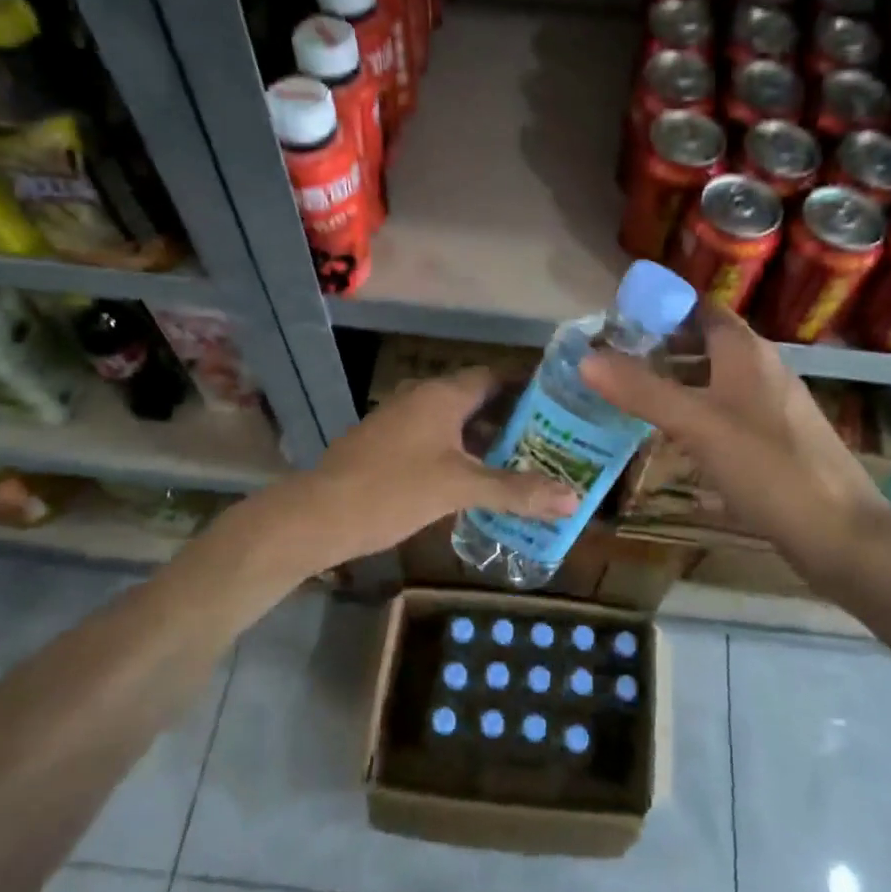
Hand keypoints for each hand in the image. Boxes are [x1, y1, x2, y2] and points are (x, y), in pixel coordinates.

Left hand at [242, 368, 579, 574]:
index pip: (495, 376)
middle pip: (478, 398)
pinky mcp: (389, 444)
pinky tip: (480, 478)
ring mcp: (402, 420)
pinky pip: (438, 438)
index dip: (528, 385)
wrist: (317, 515)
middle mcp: (423, 398)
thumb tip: (573, 500)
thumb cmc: (393, 490)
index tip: (560, 400)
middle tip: (552, 436)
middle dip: (513, 416)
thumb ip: (516, 492)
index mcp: (442, 395)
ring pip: (456, 421)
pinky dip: (463, 452)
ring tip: (526, 459)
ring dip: (487, 437)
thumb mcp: (459, 489)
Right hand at [580, 304, 887, 583]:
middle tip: (614, 362)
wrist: (840, 533)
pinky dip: (697, 412)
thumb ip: (642, 391)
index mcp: (746, 351)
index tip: (617, 321)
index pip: (700, 307)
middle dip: (661, 346)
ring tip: (633, 397)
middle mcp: (762, 368)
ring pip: (716, 379)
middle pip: (706, 342)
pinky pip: (727, 411)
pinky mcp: (776, 440)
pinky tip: (675, 438)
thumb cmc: (768, 467)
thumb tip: (586, 358)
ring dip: (677, 381)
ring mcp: (772, 405)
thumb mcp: (697, 425)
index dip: (661, 307)